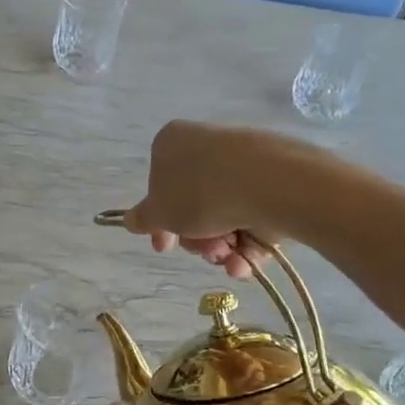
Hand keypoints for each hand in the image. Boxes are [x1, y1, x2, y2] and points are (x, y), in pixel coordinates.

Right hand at [121, 122, 287, 279]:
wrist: (269, 184)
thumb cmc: (200, 193)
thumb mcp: (158, 213)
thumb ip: (141, 219)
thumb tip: (131, 220)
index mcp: (172, 143)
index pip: (158, 185)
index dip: (160, 223)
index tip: (164, 246)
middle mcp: (206, 146)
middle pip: (192, 205)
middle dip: (195, 238)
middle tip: (203, 251)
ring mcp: (243, 162)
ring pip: (223, 216)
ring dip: (220, 246)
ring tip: (228, 257)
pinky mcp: (273, 179)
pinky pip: (251, 216)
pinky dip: (247, 244)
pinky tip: (245, 261)